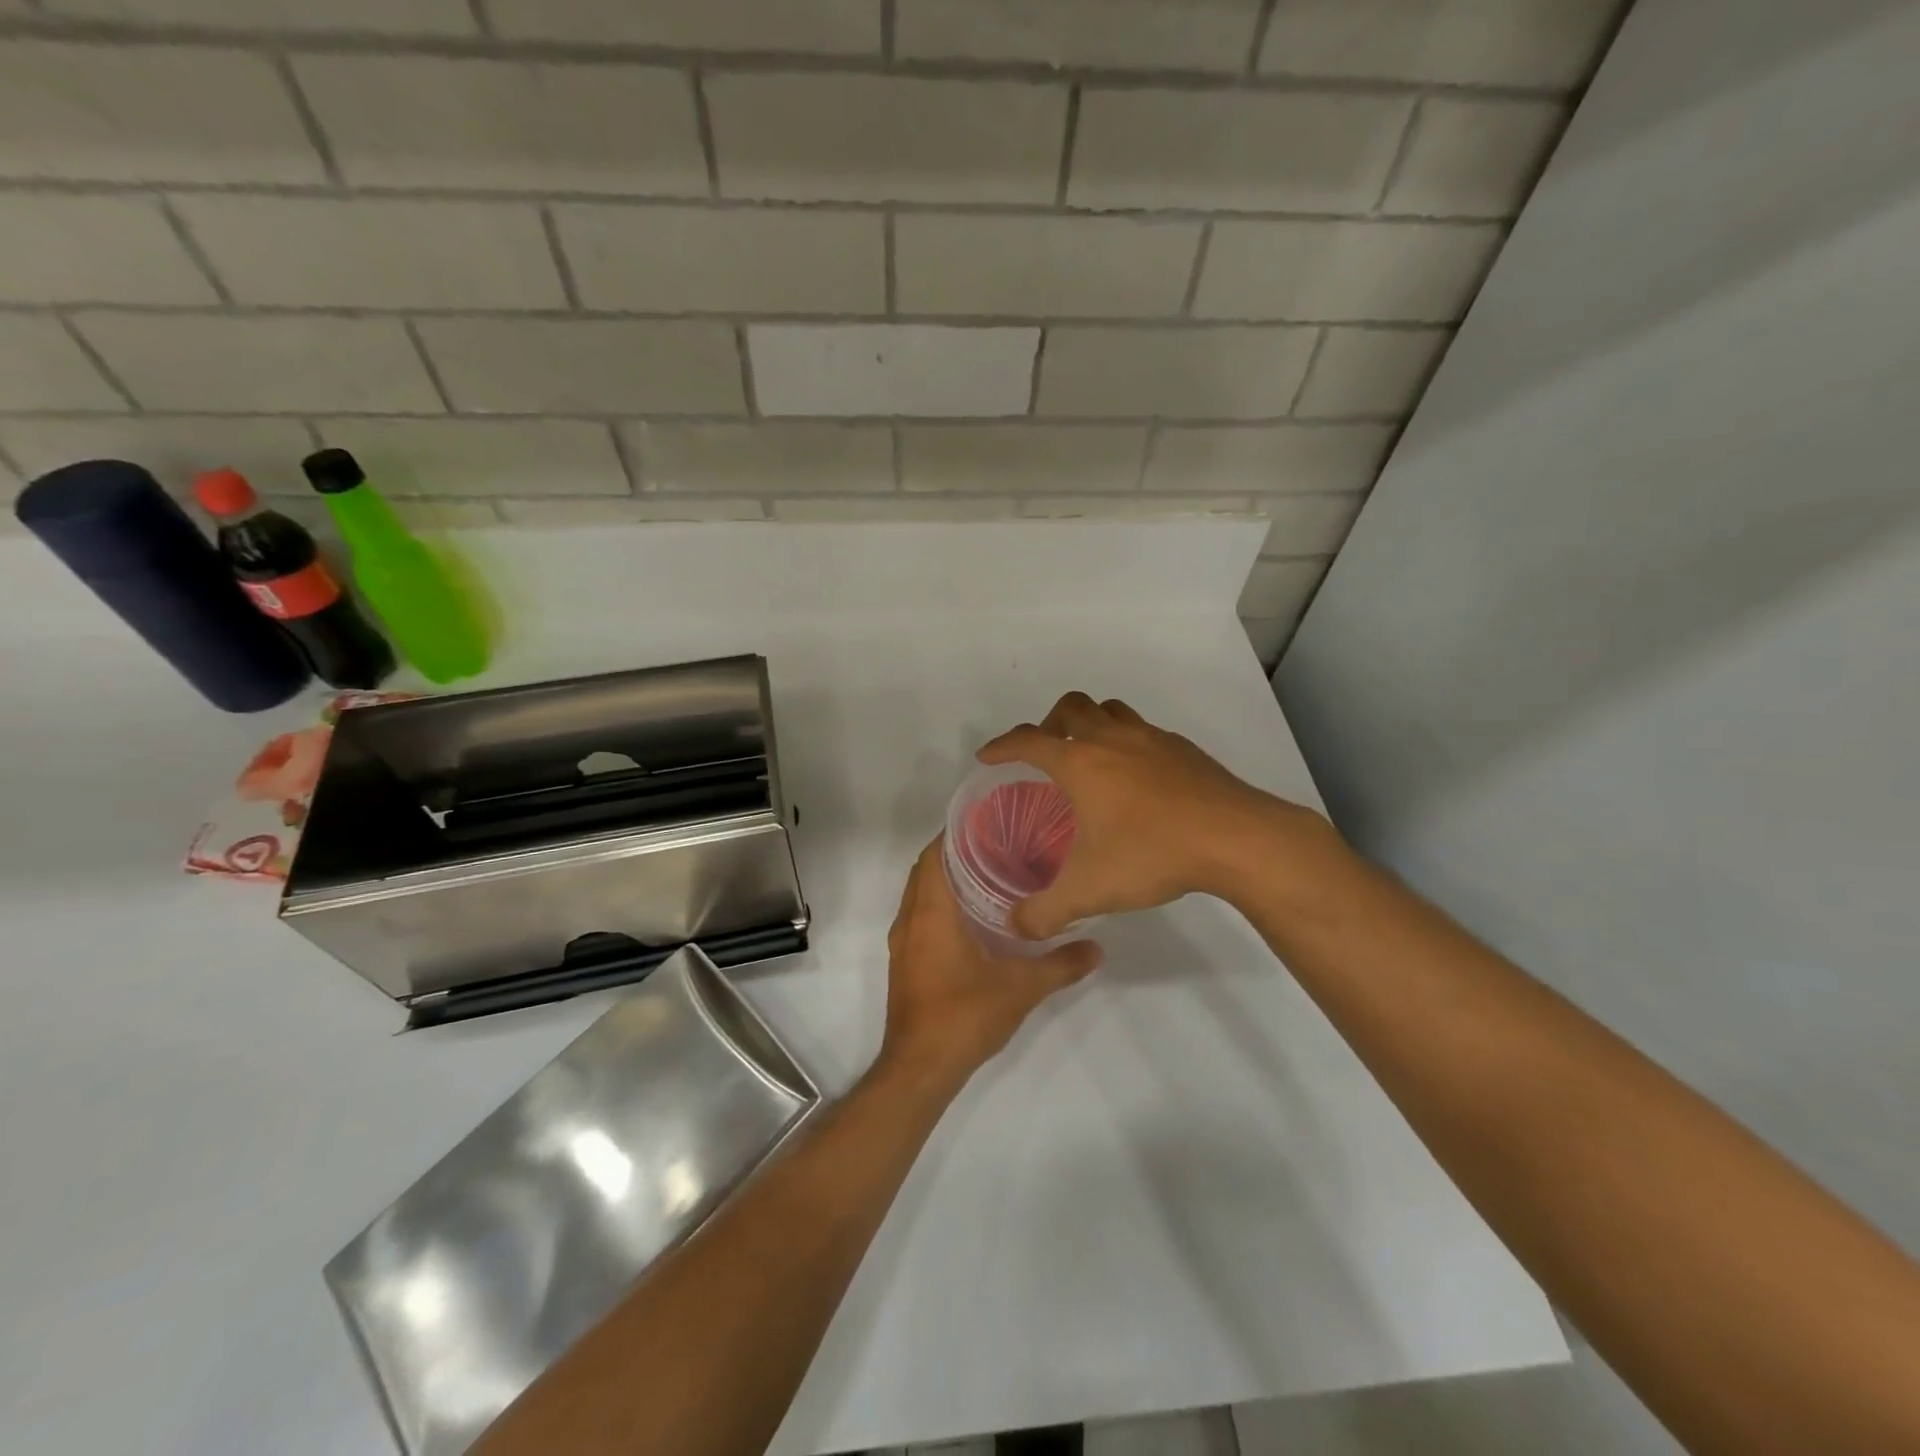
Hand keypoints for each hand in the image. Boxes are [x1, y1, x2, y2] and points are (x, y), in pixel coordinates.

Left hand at [878, 838, 1101, 1090]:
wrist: (920, 1068)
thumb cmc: (964, 1016)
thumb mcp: (1021, 988)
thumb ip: (1060, 965)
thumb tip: (1097, 948)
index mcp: (931, 912)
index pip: (934, 854)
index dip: (956, 833)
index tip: (989, 822)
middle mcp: (910, 919)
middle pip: (926, 870)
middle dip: (956, 853)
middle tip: (999, 845)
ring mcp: (903, 942)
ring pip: (921, 894)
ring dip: (947, 880)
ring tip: (991, 874)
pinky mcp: (905, 962)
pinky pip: (920, 916)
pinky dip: (941, 905)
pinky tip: (976, 917)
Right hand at [978, 691, 1331, 937]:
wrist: (1235, 838)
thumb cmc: (1151, 853)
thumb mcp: (1089, 891)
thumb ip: (1045, 911)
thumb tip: (1016, 926)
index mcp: (1080, 762)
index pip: (1028, 741)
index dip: (1002, 746)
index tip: (988, 756)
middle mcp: (1112, 739)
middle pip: (1071, 707)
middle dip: (1049, 723)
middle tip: (1046, 752)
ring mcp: (1152, 739)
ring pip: (1111, 710)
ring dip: (1091, 723)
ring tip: (1090, 757)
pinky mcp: (1184, 750)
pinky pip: (1144, 731)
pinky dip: (1128, 743)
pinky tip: (1138, 780)